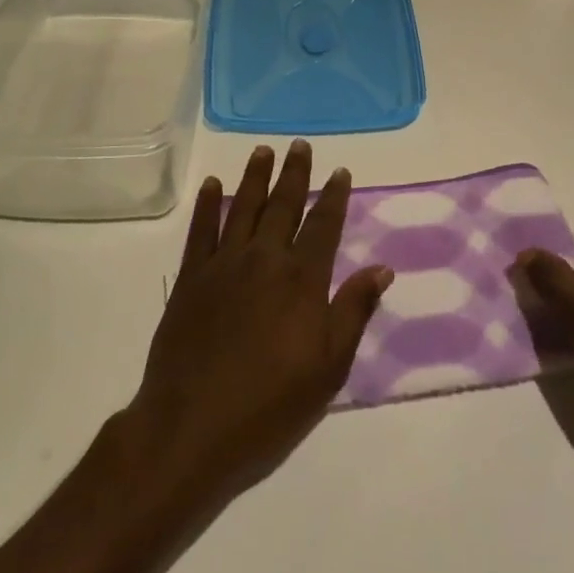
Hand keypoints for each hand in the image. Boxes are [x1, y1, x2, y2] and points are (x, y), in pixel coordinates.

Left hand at [126, 141, 393, 510]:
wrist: (192, 427)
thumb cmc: (270, 405)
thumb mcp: (329, 367)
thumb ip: (353, 311)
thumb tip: (382, 268)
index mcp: (302, 280)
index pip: (323, 225)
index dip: (333, 196)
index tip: (339, 172)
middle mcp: (264, 259)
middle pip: (283, 205)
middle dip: (294, 174)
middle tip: (300, 146)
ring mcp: (223, 265)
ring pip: (243, 208)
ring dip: (255, 177)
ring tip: (263, 151)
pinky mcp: (191, 278)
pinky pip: (201, 230)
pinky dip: (208, 204)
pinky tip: (213, 185)